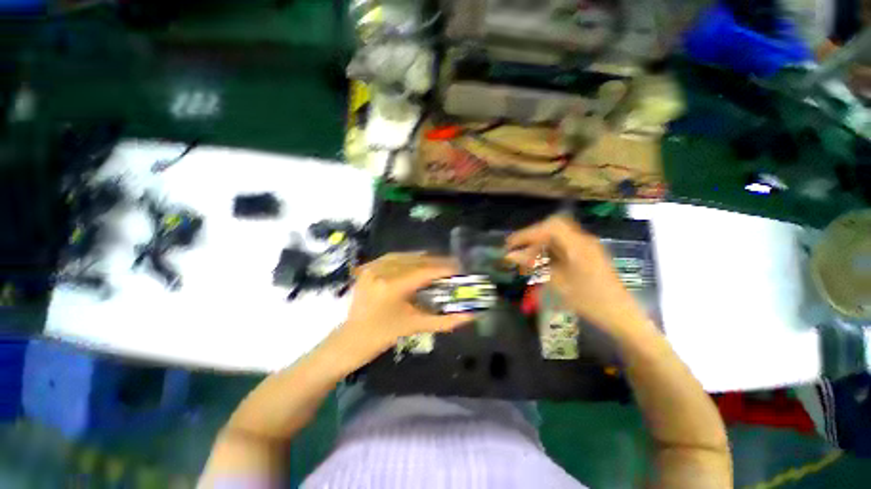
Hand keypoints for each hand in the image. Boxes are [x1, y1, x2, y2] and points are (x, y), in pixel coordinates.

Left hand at [340, 253, 474, 358]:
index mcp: (392, 286)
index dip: (445, 267)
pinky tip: (418, 263)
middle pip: (416, 260)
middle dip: (437, 262)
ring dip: (424, 259)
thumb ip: (445, 320)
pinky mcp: (368, 267)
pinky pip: (393, 257)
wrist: (351, 339)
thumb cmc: (383, 336)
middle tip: (452, 266)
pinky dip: (409, 258)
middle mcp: (381, 270)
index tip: (460, 268)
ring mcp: (372, 266)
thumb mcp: (416, 326)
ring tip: (438, 264)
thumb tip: (470, 316)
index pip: (425, 271)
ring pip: (405, 255)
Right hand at [505, 215, 647, 335]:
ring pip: (558, 235)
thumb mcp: (557, 282)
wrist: (621, 315)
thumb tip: (510, 255)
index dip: (526, 233)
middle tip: (517, 250)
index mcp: (577, 245)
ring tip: (527, 258)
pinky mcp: (587, 253)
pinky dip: (549, 249)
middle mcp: (583, 239)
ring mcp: (587, 246)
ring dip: (540, 243)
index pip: (548, 227)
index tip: (510, 245)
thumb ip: (533, 265)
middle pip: (553, 226)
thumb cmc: (588, 300)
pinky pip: (564, 244)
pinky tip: (542, 261)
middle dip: (532, 236)